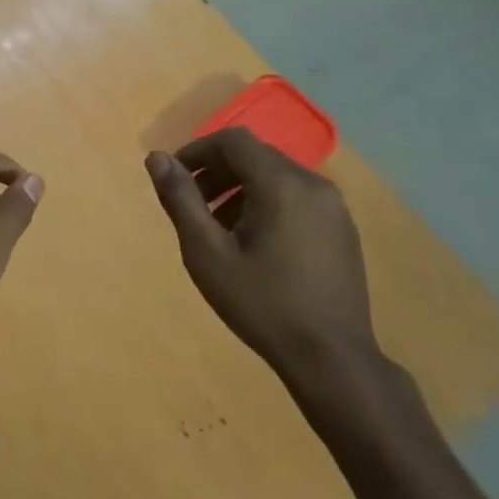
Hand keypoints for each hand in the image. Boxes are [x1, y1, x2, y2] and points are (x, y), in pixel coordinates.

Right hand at [145, 128, 383, 398]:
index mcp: (281, 184)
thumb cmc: (262, 304)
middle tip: (191, 204)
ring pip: (277, 177)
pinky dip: (267, 203)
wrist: (331, 357)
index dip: (197, 150)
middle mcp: (313, 184)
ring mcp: (334, 207)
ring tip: (217, 228)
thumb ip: (181, 200)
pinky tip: (253, 244)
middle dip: (217, 171)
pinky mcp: (342, 229)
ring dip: (240, 188)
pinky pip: (297, 198)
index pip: (233, 140)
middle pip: (256, 156)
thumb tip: (156, 157)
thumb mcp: (207, 254)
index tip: (174, 177)